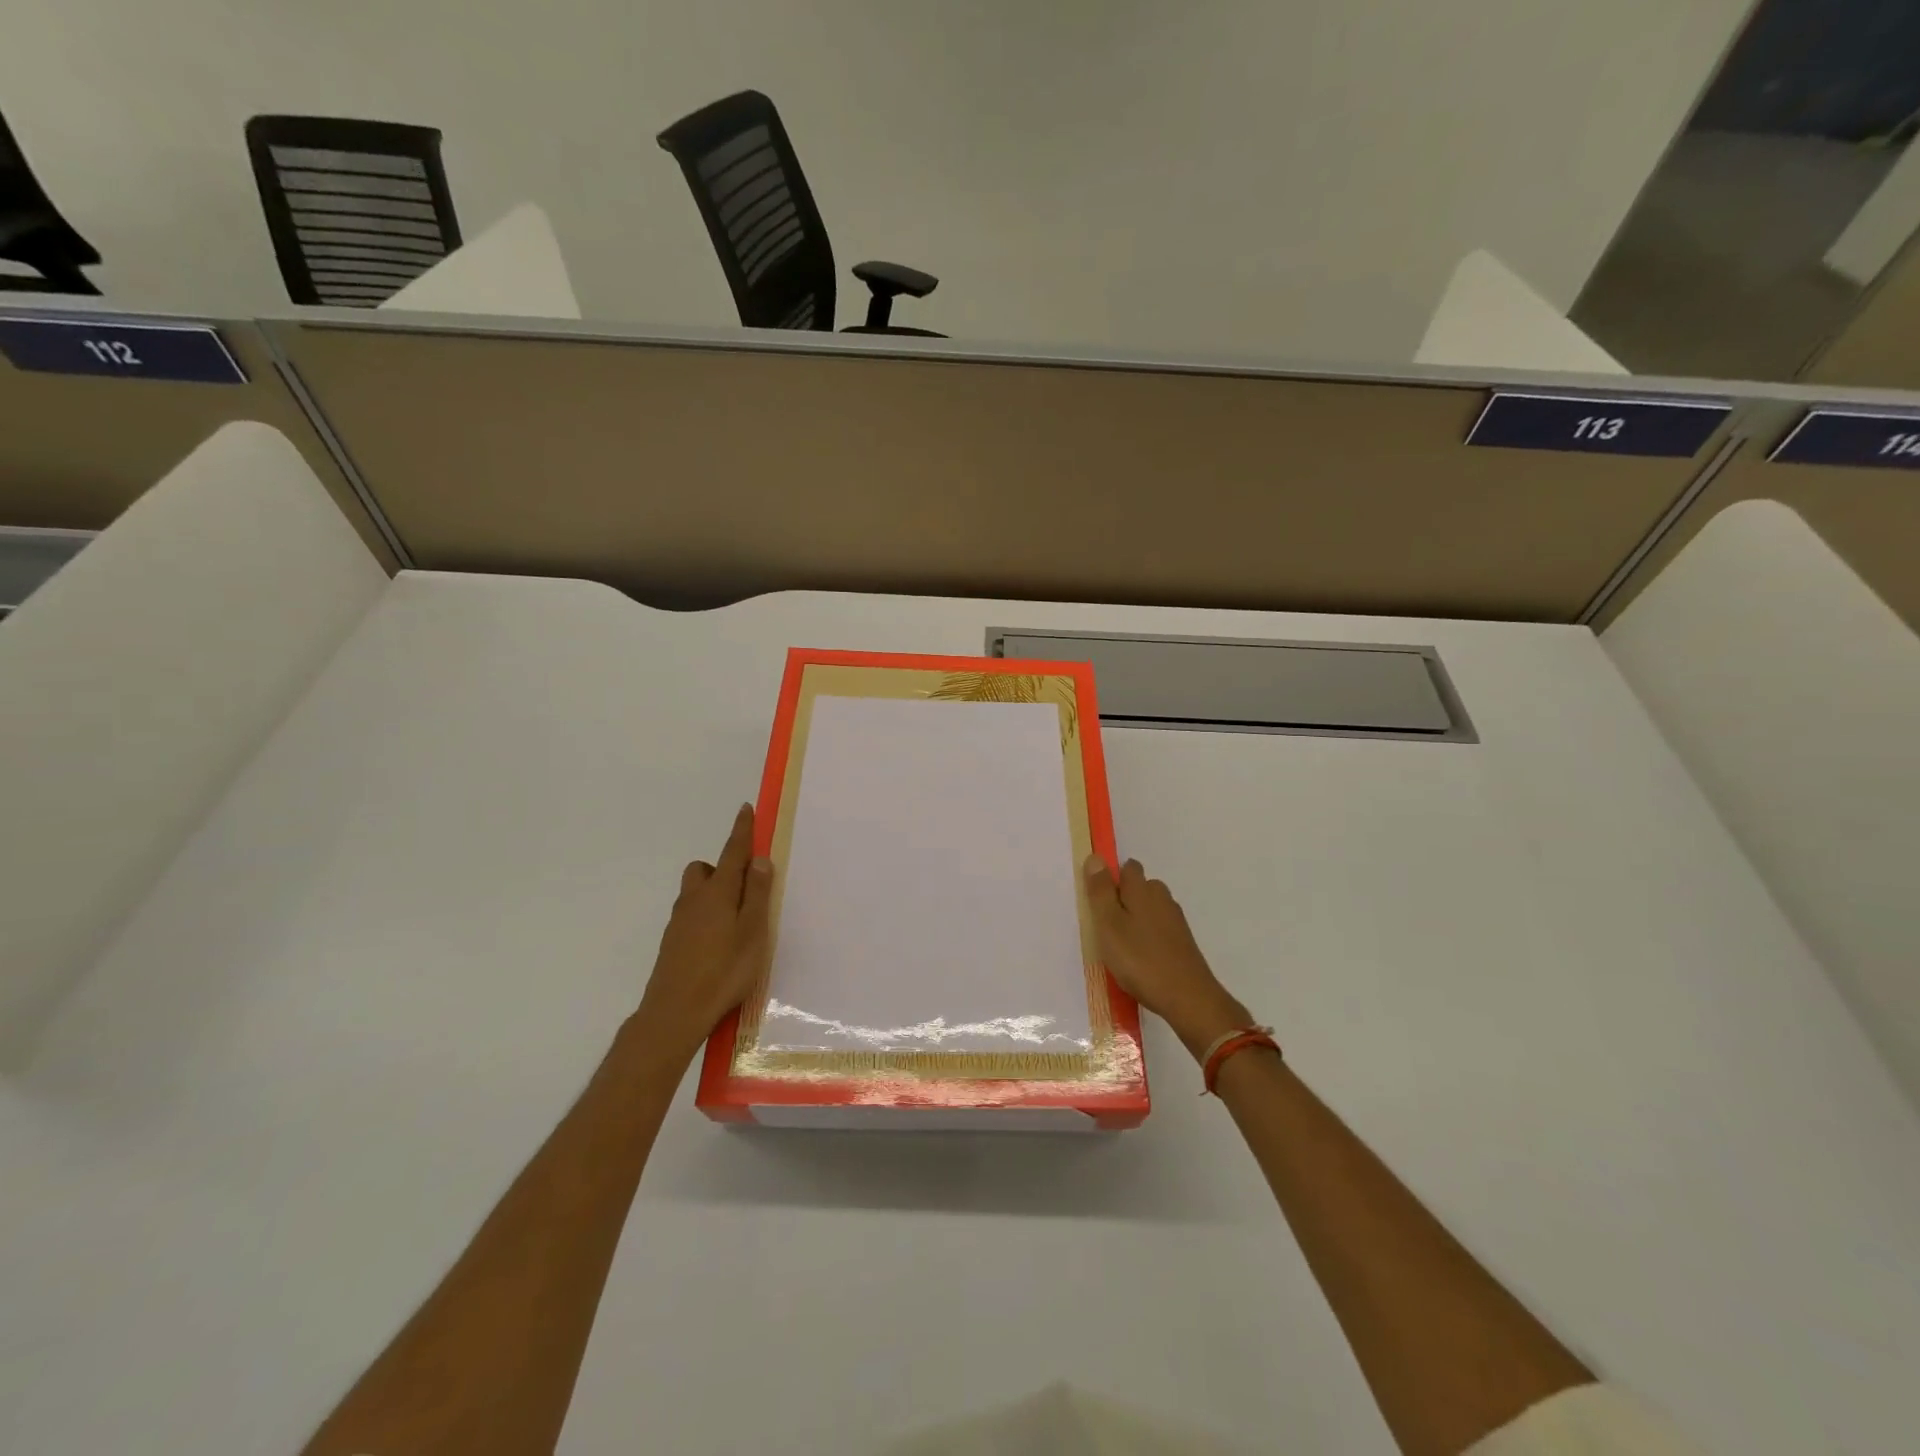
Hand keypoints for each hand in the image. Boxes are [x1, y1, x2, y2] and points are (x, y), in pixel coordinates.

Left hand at [633, 805, 773, 1063]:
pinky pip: (691, 914)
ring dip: (714, 892)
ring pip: (695, 892)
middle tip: (746, 888)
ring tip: (736, 920)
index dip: (741, 830)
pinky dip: (706, 915)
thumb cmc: (724, 971)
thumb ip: (758, 894)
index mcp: (718, 892)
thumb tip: (759, 860)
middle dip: (722, 868)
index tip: (746, 809)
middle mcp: (694, 900)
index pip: (732, 852)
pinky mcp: (672, 942)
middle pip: (705, 869)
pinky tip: (719, 943)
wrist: (674, 1013)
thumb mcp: (753, 932)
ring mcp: (679, 922)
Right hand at [1084, 855, 1251, 1060]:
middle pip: (1141, 887)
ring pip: (1150, 909)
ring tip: (1119, 944)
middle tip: (1104, 924)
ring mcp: (1175, 921)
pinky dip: (1148, 937)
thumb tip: (1096, 857)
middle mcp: (1162, 899)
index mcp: (1142, 890)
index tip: (1097, 898)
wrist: (1188, 997)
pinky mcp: (1183, 942)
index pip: (1128, 867)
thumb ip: (1100, 891)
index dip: (1112, 877)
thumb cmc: (1140, 959)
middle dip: (1123, 898)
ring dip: (1135, 919)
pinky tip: (1139, 958)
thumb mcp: (1109, 925)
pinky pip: (1159, 929)